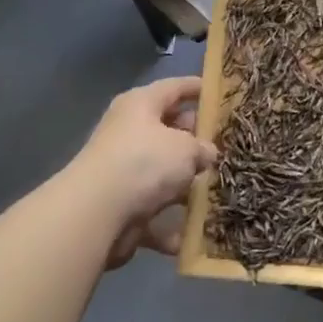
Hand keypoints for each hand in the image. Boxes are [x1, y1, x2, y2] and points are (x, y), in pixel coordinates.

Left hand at [67, 76, 216, 266]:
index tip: (221, 94)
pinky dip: (171, 223)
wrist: (96, 213)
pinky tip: (194, 234)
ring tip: (218, 190)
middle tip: (226, 147)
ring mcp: (122, 170)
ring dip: (186, 185)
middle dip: (196, 141)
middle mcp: (128, 132)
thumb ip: (202, 148)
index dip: (198, 88)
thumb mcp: (186, 148)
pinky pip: (153, 210)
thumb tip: (207, 154)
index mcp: (141, 105)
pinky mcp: (119, 205)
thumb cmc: (144, 162)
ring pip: (162, 173)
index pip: (175, 87)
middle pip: (169, 130)